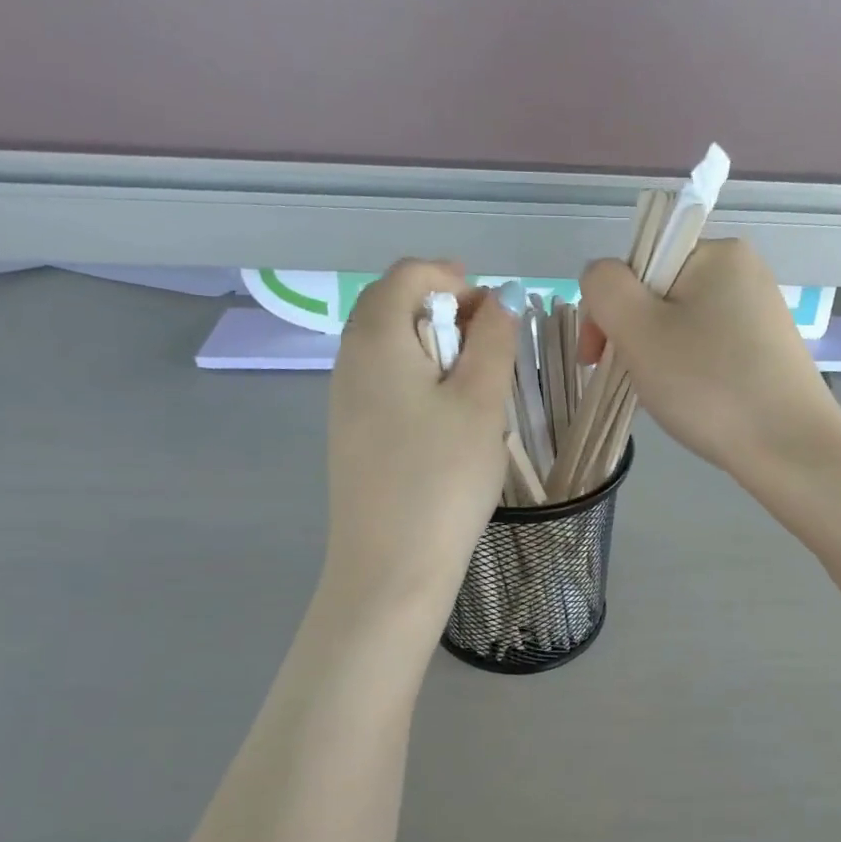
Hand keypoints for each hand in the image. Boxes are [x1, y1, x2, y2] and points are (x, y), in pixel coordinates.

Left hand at [321, 260, 518, 621]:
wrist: (391, 567)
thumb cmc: (442, 479)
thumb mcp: (481, 402)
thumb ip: (492, 340)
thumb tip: (496, 301)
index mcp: (376, 338)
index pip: (407, 274)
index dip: (454, 278)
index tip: (494, 314)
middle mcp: (349, 360)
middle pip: (393, 306)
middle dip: (445, 312)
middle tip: (490, 349)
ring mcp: (344, 401)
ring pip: (390, 348)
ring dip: (435, 350)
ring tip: (476, 389)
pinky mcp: (351, 435)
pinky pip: (385, 384)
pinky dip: (420, 382)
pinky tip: (447, 423)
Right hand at [578, 239, 840, 481]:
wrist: (789, 448)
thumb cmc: (708, 385)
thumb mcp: (638, 330)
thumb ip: (605, 289)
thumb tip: (602, 279)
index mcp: (716, 252)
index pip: (636, 264)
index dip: (608, 309)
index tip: (596, 358)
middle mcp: (743, 272)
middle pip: (658, 295)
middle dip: (633, 337)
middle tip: (631, 382)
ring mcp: (760, 314)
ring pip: (680, 327)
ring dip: (657, 358)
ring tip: (663, 398)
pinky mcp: (768, 351)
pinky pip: (708, 350)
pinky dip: (688, 372)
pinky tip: (692, 402)